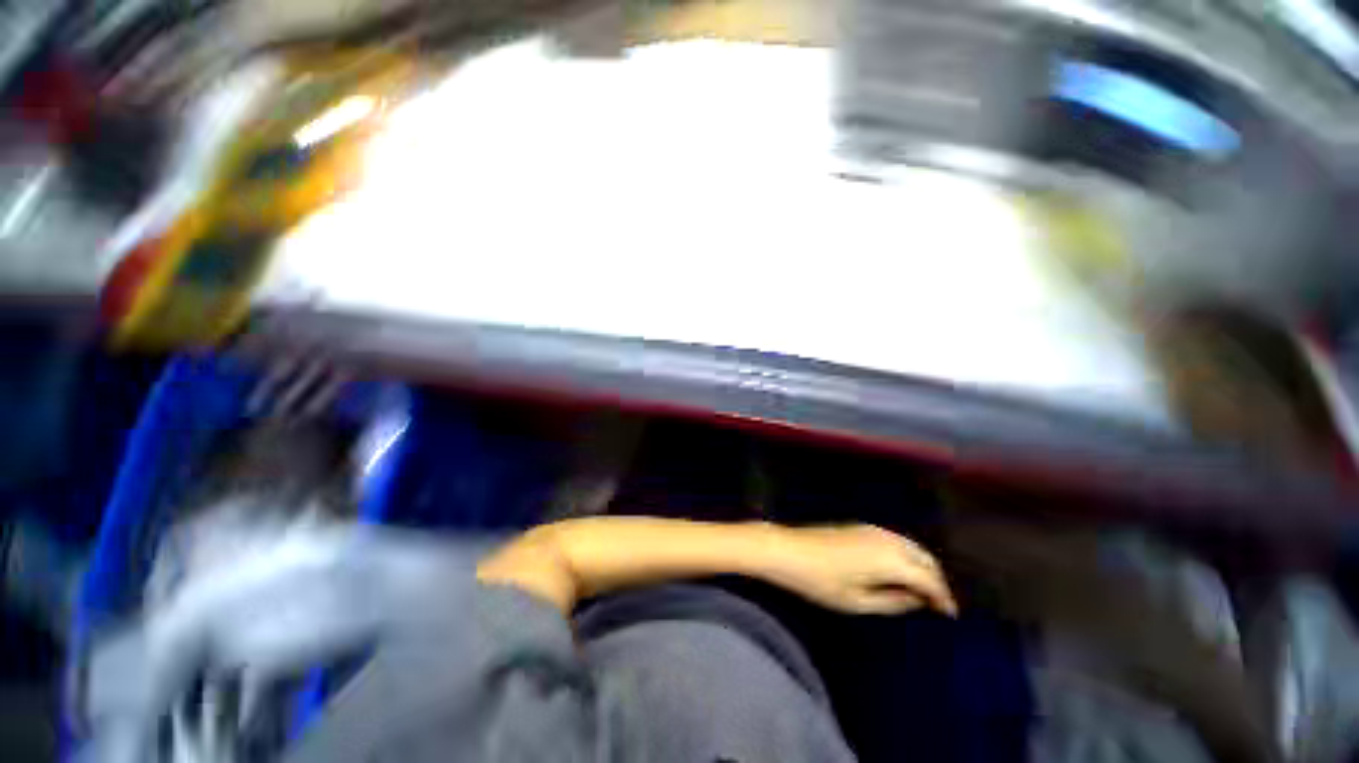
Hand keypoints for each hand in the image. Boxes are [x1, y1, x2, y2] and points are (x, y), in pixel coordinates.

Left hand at [769, 525, 956, 615]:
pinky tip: (900, 570)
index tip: (950, 615)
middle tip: (938, 604)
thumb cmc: (821, 581)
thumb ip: (894, 602)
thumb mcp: (858, 602)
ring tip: (922, 590)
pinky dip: (907, 555)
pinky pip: (896, 540)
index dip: (943, 598)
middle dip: (936, 580)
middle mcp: (887, 539)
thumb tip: (918, 601)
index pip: (929, 579)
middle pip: (925, 558)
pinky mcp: (861, 526)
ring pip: (911, 546)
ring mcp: (873, 529)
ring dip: (922, 566)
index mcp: (891, 559)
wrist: (788, 550)